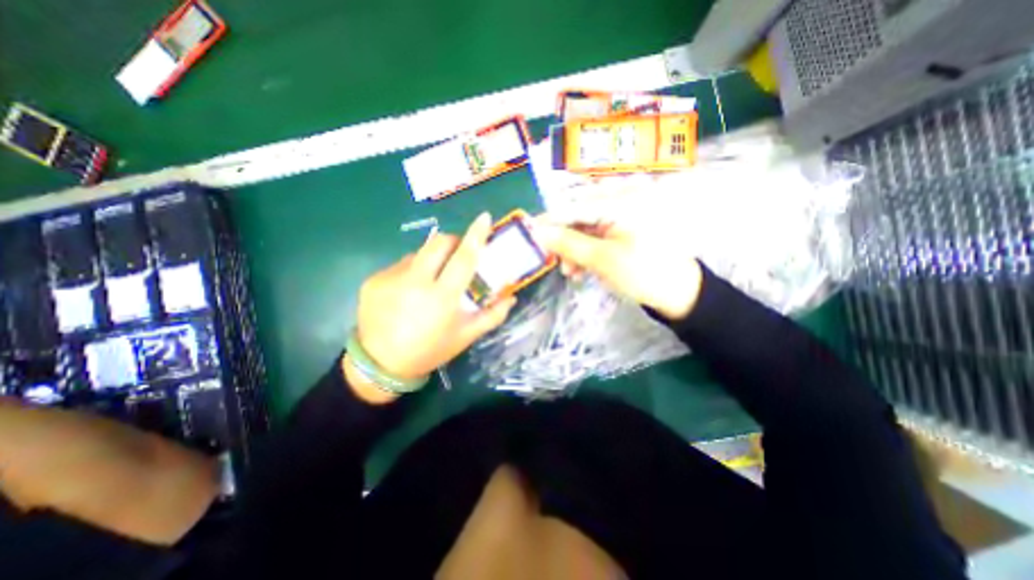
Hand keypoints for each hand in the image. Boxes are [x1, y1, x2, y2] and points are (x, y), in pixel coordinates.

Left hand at [356, 213, 516, 380]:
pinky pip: (400, 265)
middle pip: (438, 243)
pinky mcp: (374, 280)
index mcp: (442, 297)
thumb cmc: (429, 351)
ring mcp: (391, 278)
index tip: (484, 218)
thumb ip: (492, 316)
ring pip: (419, 253)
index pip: (464, 258)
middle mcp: (415, 282)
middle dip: (453, 242)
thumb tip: (512, 297)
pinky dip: (411, 272)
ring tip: (430, 282)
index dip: (476, 236)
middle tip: (457, 255)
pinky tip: (408, 292)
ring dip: (431, 260)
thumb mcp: (465, 337)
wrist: (380, 364)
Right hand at [533, 218, 702, 318]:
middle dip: (564, 241)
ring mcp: (623, 216)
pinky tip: (582, 269)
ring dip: (574, 250)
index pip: (574, 206)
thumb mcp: (602, 259)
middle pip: (578, 217)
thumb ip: (567, 243)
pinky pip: (596, 237)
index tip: (528, 234)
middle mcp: (621, 201)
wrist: (679, 294)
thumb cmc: (644, 273)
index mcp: (621, 201)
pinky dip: (586, 253)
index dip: (549, 221)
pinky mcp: (623, 231)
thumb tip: (536, 232)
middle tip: (554, 261)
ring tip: (571, 273)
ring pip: (585, 229)